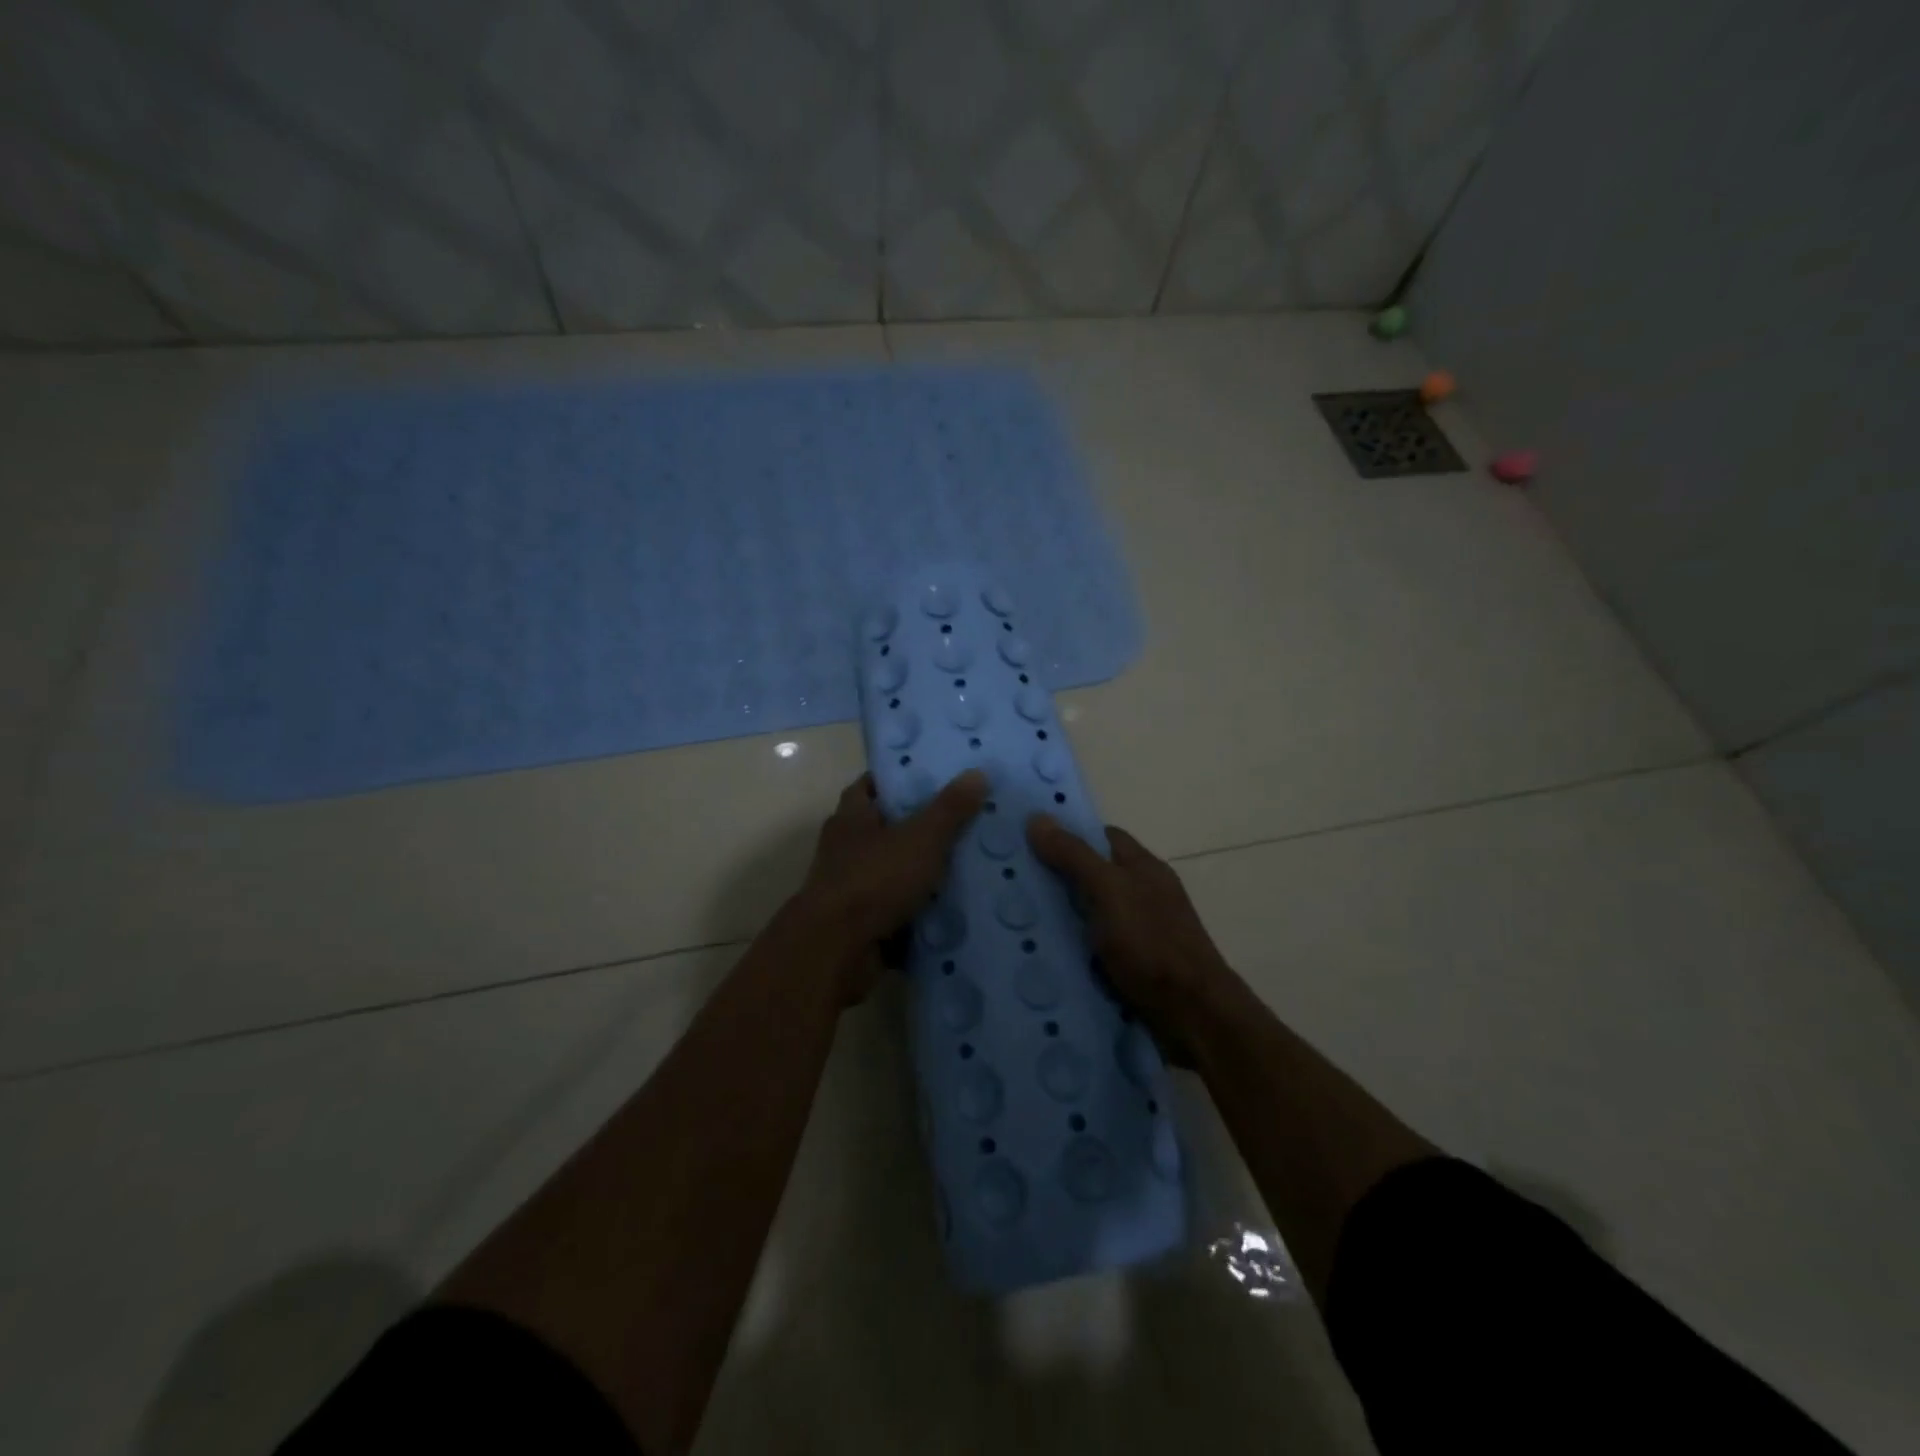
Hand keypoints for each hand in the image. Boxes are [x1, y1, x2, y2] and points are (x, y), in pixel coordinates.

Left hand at [791, 770, 988, 1001]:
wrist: (837, 950)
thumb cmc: (874, 879)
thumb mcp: (921, 837)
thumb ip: (949, 808)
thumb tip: (977, 772)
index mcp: (851, 818)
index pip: (869, 786)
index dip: (896, 779)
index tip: (931, 777)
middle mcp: (845, 850)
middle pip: (884, 830)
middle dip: (918, 827)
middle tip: (963, 820)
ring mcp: (850, 889)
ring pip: (892, 872)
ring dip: (920, 873)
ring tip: (968, 865)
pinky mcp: (860, 924)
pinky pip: (896, 910)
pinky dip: (918, 911)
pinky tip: (953, 909)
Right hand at [1026, 815, 1233, 1057]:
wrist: (1192, 1016)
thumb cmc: (1152, 944)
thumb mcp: (1108, 891)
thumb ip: (1074, 856)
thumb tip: (1037, 818)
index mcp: (1143, 868)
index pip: (1102, 837)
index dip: (1068, 835)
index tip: (1027, 842)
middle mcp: (1143, 895)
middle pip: (1093, 876)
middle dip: (1056, 879)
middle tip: (1009, 884)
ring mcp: (1139, 933)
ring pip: (1089, 916)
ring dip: (1059, 920)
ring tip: (1012, 921)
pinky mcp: (1131, 968)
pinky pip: (1092, 950)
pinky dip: (1070, 952)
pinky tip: (1040, 958)